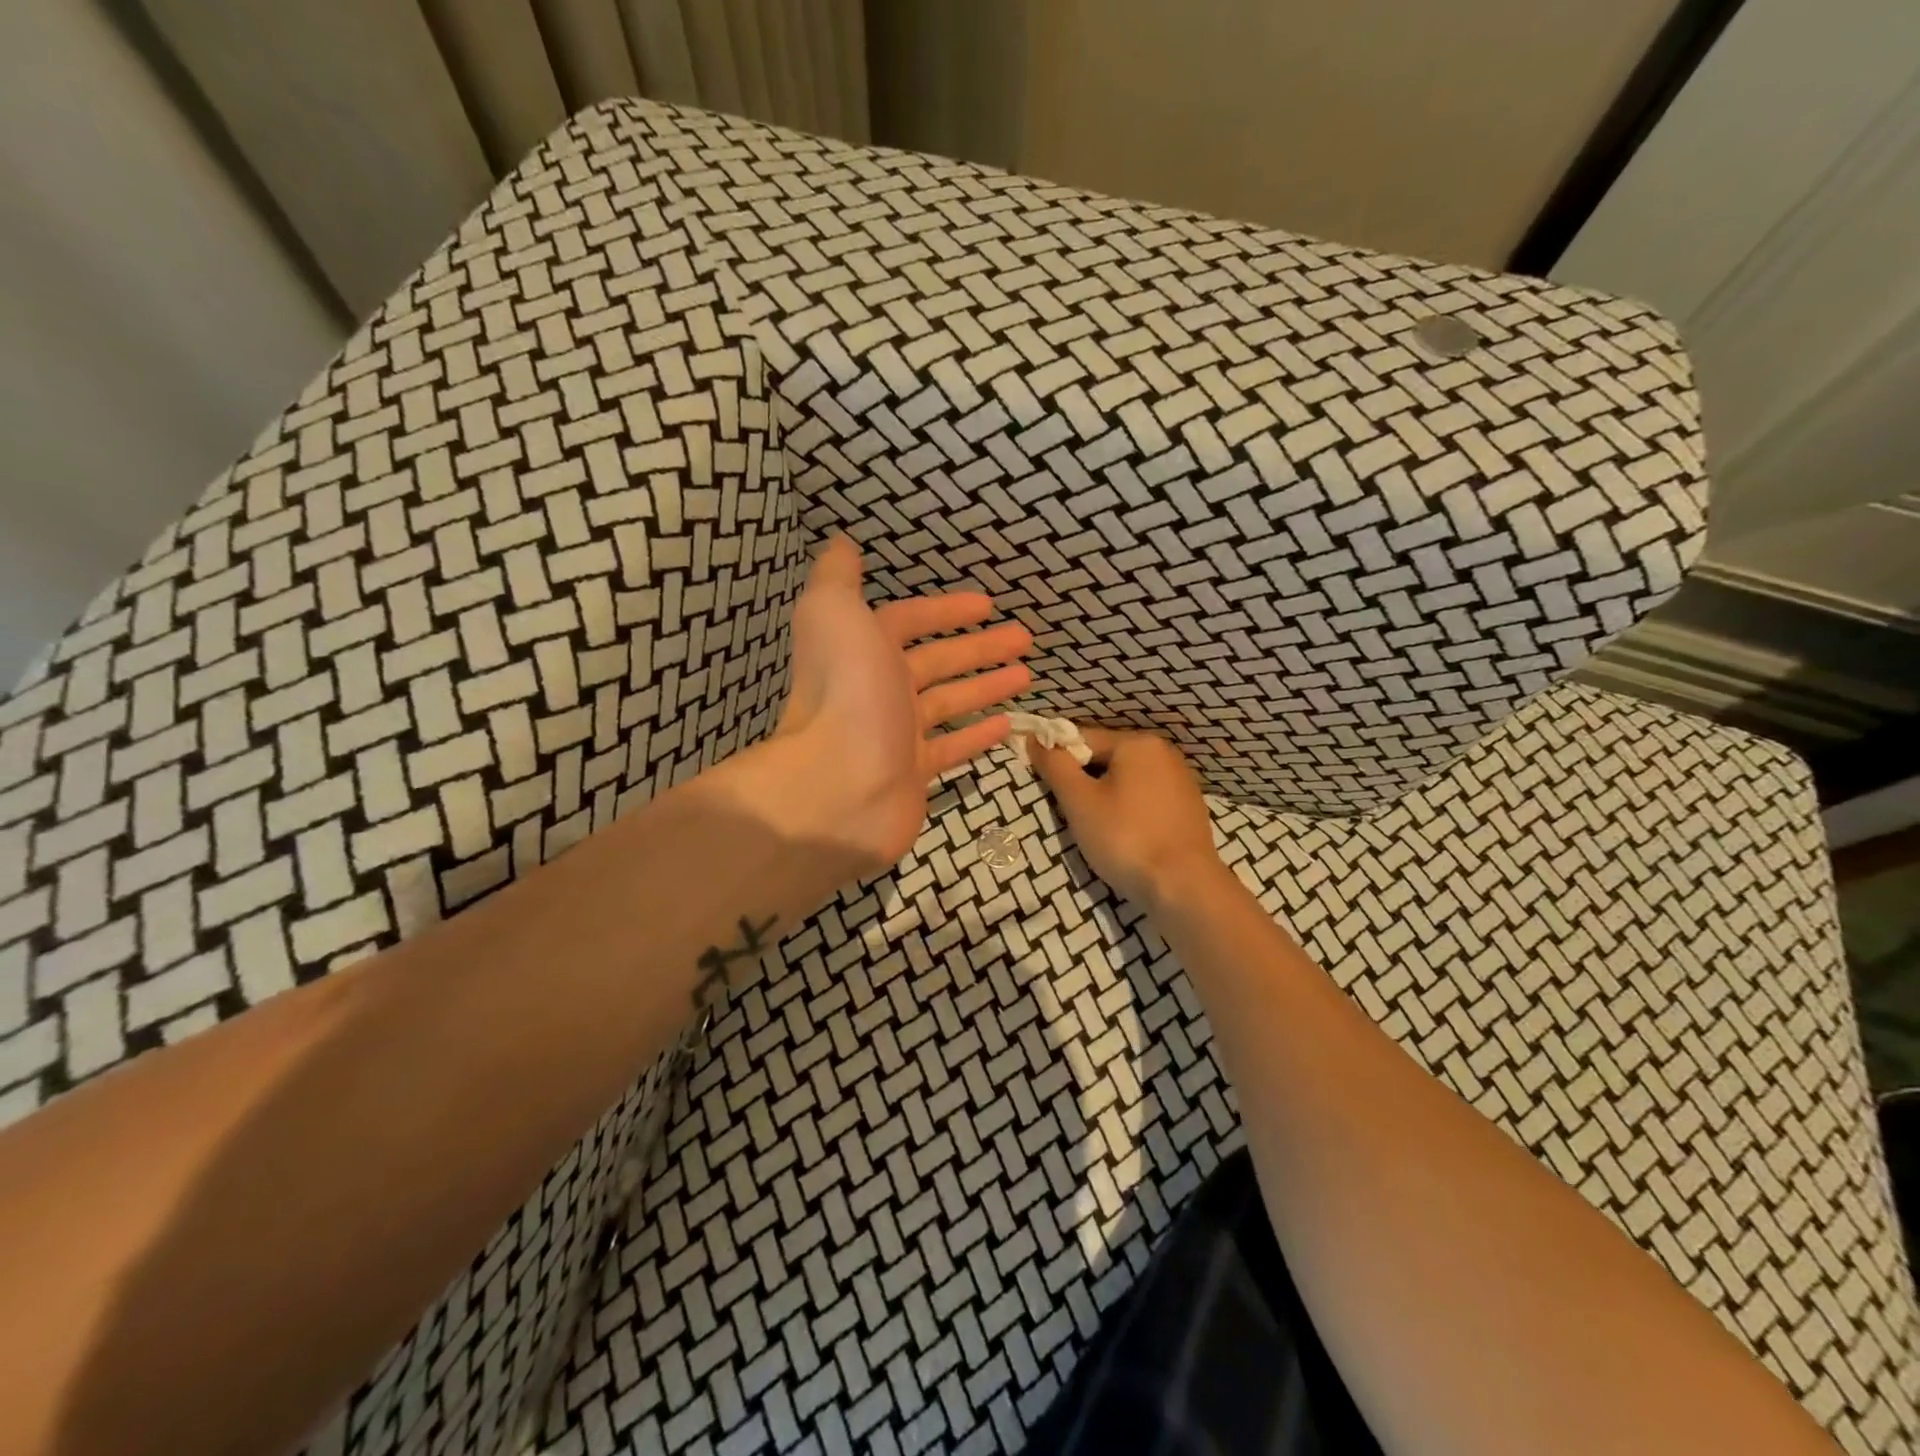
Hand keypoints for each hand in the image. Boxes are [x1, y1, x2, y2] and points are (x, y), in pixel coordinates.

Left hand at [760, 536, 1032, 867]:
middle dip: (980, 647)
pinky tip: (1007, 724)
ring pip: (949, 703)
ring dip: (985, 686)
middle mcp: (878, 689)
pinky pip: (951, 748)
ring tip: (1026, 674)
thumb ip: (838, 577)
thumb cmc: (848, 694)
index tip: (988, 604)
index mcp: (862, 649)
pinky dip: (977, 735)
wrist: (840, 787)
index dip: (945, 610)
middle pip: (936, 662)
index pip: (907, 620)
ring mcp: (897, 735)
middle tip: (1026, 638)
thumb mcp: (834, 614)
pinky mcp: (914, 774)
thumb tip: (841, 542)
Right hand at [1031, 727, 1227, 909]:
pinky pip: (1146, 798)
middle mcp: (1164, 752)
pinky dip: (1128, 811)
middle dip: (1083, 782)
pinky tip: (1124, 836)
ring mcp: (1180, 780)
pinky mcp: (1188, 808)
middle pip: (1106, 758)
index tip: (1046, 788)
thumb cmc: (1126, 838)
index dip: (1058, 760)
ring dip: (1105, 798)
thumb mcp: (1079, 801)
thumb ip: (1055, 765)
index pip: (1082, 739)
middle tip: (1070, 814)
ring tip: (1096, 830)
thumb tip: (1035, 739)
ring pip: (1126, 780)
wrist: (1184, 887)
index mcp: (1138, 743)